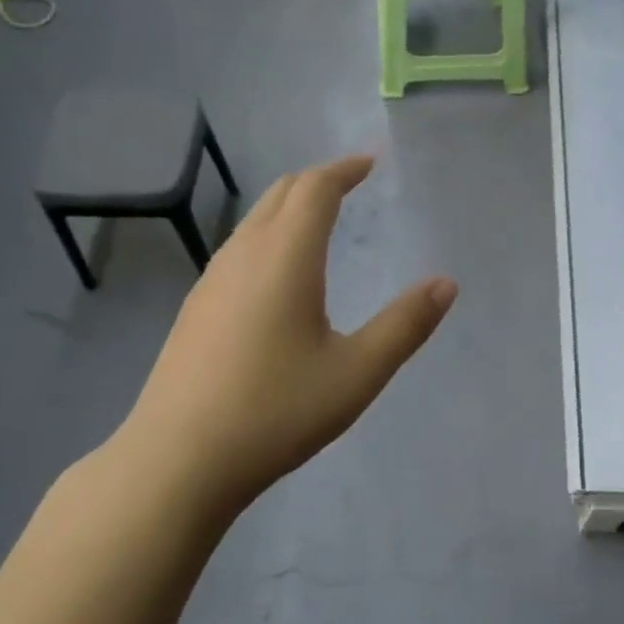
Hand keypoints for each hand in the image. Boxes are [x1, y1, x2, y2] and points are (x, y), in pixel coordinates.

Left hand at [113, 155, 455, 519]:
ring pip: (254, 221)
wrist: (178, 461)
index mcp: (285, 258)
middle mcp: (243, 256)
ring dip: (289, 207)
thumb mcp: (357, 372)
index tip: (370, 163)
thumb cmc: (276, 412)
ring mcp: (211, 282)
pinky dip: (269, 236)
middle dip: (317, 180)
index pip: (315, 189)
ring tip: (320, 221)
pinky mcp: (195, 310)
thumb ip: (405, 325)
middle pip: (280, 194)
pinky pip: (238, 249)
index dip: (344, 169)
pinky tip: (279, 274)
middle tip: (351, 183)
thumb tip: (446, 284)